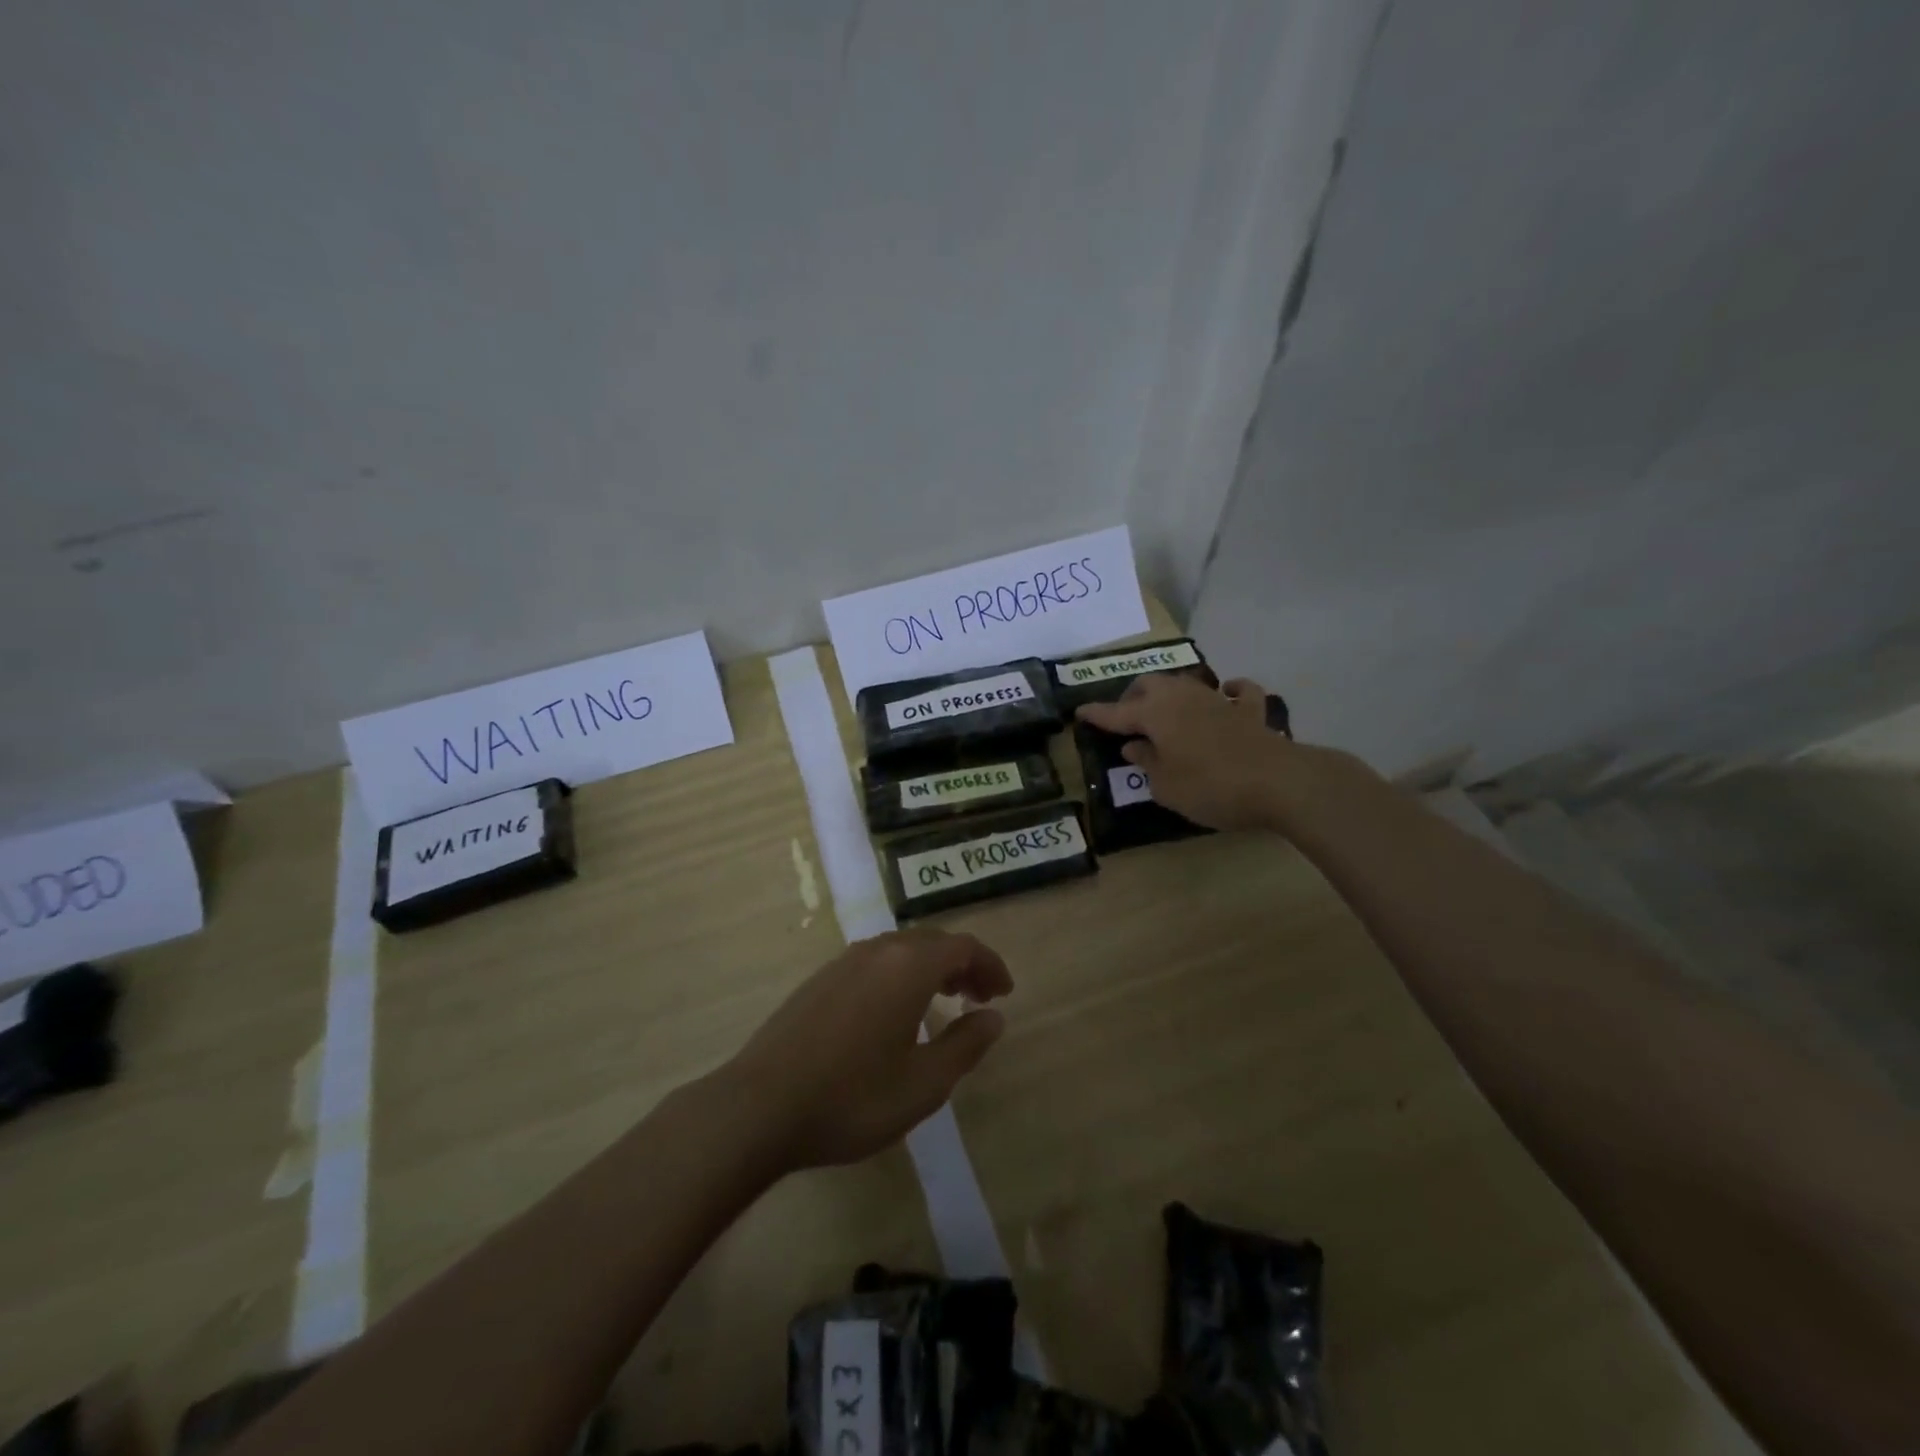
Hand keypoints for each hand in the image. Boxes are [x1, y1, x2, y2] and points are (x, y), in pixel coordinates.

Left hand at [720, 929, 1013, 1171]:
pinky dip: (900, 975)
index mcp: (908, 967)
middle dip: (962, 964)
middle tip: (979, 997)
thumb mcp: (923, 1084)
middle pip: (932, 942)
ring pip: (901, 949)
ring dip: (930, 968)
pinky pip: (875, 962)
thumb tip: (993, 1017)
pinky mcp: (819, 980)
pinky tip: (895, 1012)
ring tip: (943, 1002)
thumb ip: (965, 1045)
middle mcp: (877, 951)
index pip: (963, 946)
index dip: (990, 965)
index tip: (1003, 993)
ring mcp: (843, 962)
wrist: (759, 1106)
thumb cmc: (851, 1098)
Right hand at [1076, 673, 1294, 830]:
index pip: (1116, 713)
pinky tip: (1225, 693)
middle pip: (1150, 684)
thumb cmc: (1210, 787)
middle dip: (1133, 696)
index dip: (1097, 714)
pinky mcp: (1250, 711)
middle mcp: (1183, 697)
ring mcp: (1218, 700)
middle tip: (1126, 717)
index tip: (1079, 712)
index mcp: (1155, 714)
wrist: (1278, 782)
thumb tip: (1135, 745)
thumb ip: (1146, 763)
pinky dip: (1229, 690)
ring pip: (1186, 682)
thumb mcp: (1166, 786)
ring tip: (1163, 709)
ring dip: (1170, 692)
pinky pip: (1237, 691)